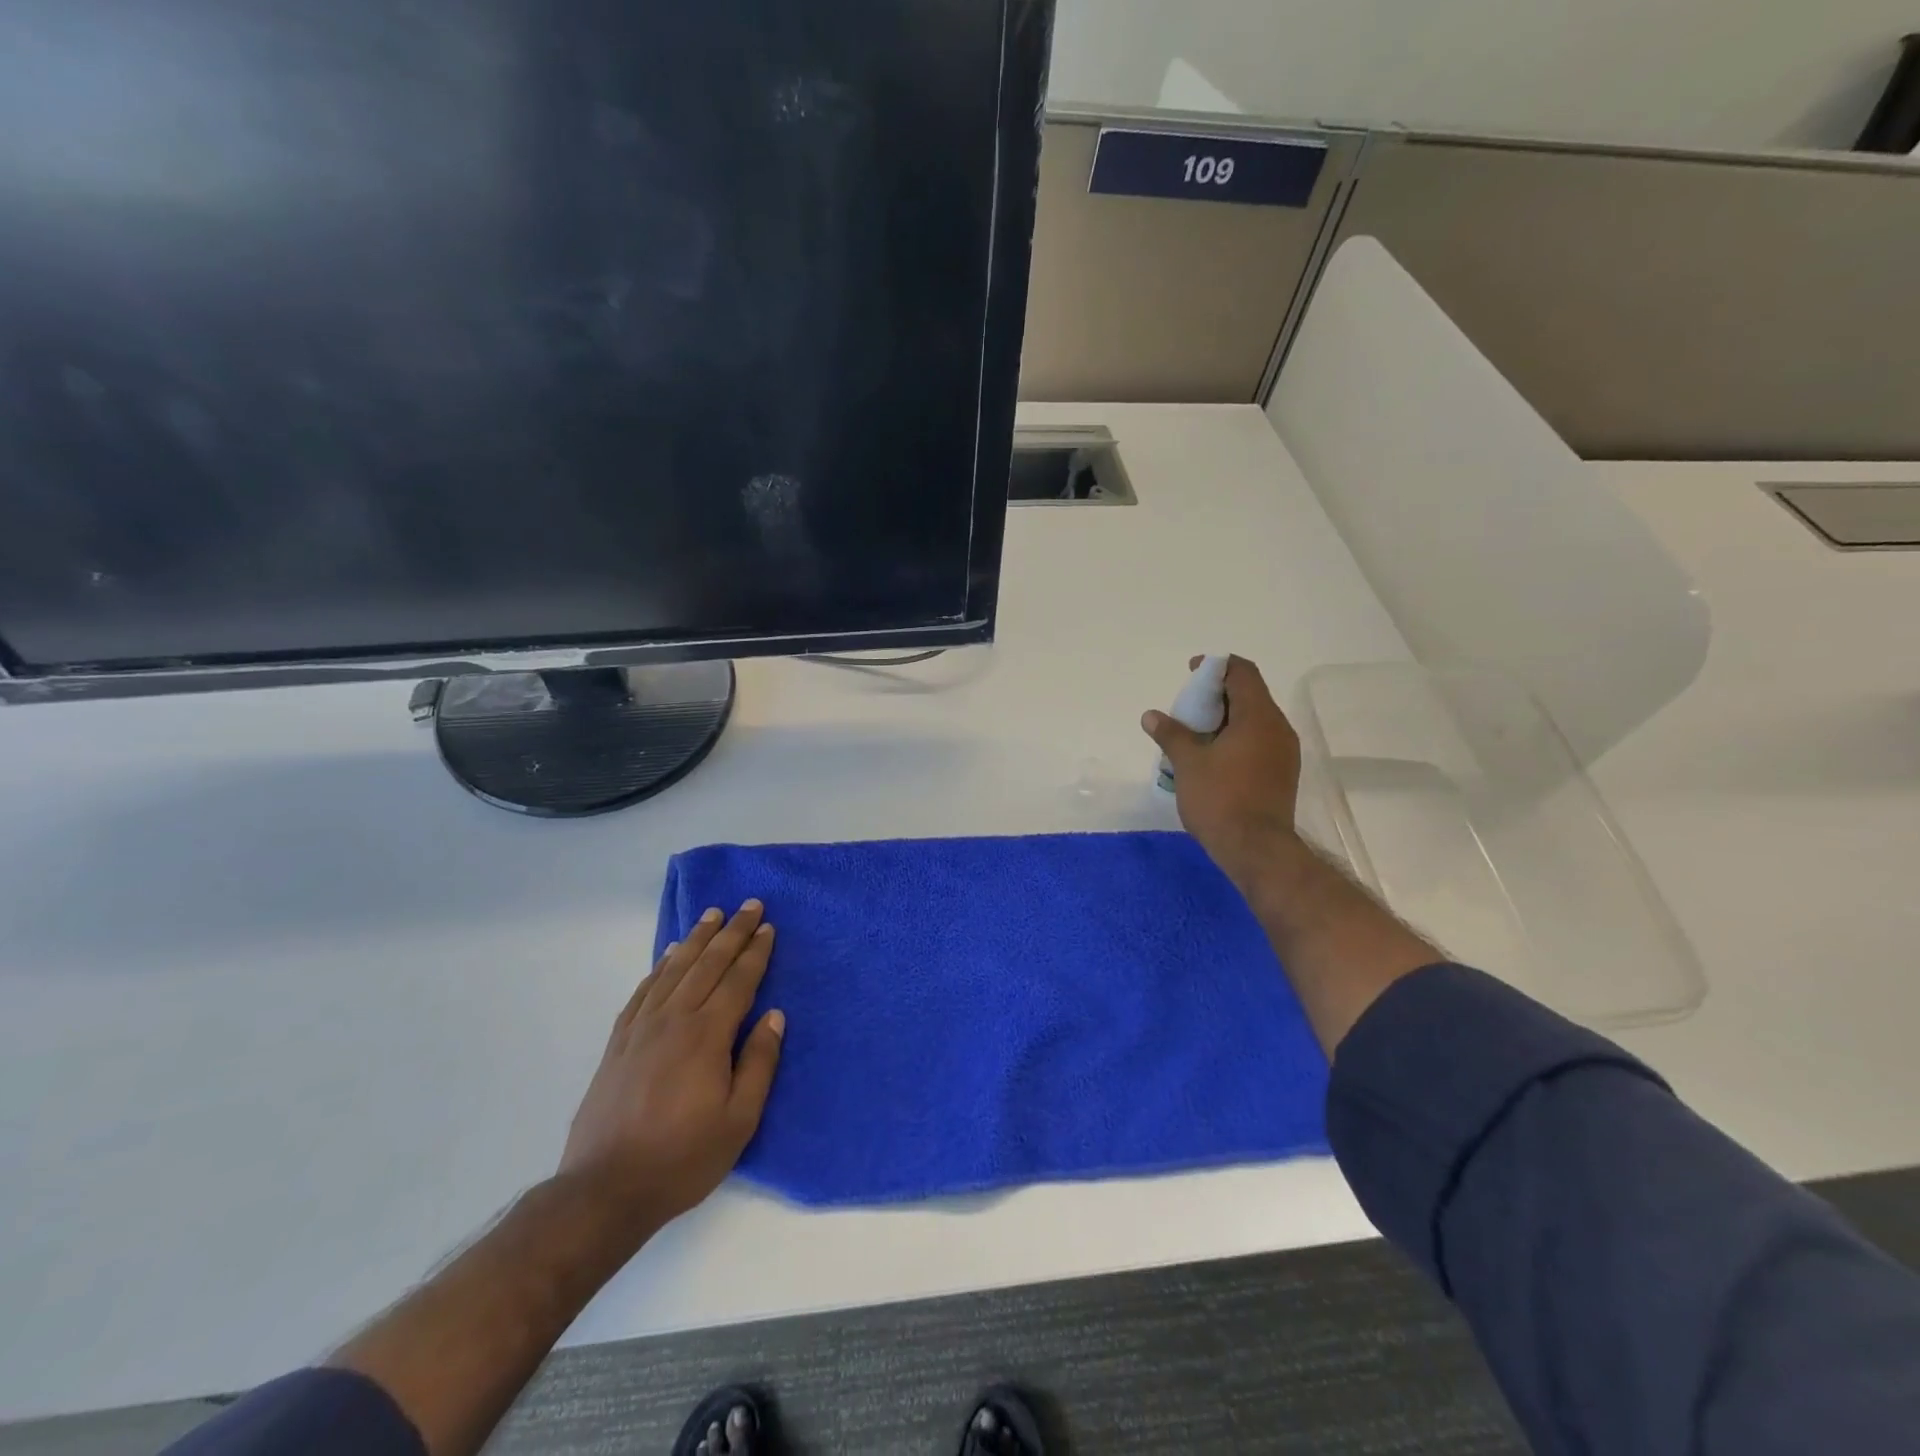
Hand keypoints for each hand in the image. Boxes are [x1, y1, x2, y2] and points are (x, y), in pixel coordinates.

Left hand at [558, 901, 785, 1241]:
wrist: (604, 1189)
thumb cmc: (682, 1158)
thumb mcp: (739, 1120)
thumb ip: (759, 1063)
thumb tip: (774, 1015)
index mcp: (707, 1036)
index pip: (738, 981)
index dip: (755, 952)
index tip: (768, 926)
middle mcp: (674, 1020)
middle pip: (708, 964)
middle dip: (732, 932)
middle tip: (749, 905)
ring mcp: (641, 1028)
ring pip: (674, 970)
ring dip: (696, 939)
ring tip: (712, 915)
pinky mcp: (619, 1042)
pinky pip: (643, 991)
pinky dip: (660, 967)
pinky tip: (669, 956)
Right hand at [1143, 655, 1302, 885]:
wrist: (1256, 850)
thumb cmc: (1220, 799)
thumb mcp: (1188, 763)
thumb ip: (1171, 734)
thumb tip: (1151, 716)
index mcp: (1258, 717)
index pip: (1243, 673)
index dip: (1216, 666)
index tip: (1191, 672)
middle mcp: (1278, 728)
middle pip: (1249, 695)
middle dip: (1217, 695)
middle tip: (1187, 706)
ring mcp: (1284, 753)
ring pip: (1254, 721)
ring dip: (1225, 719)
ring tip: (1194, 733)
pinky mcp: (1282, 773)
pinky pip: (1258, 741)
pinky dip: (1235, 738)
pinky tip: (1211, 757)